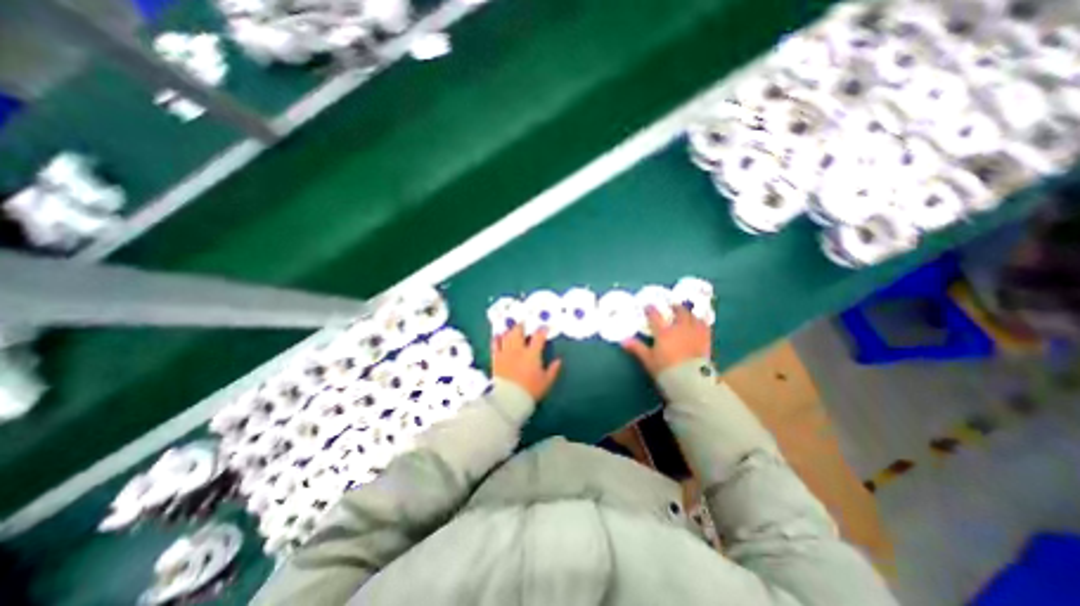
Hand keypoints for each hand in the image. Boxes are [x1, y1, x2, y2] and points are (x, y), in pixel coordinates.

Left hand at [493, 325, 565, 398]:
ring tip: (512, 328)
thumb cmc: (530, 390)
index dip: (542, 331)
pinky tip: (498, 336)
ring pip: (507, 336)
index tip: (544, 327)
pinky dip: (497, 339)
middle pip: (518, 332)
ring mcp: (506, 353)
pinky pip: (495, 345)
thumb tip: (559, 360)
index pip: (538, 337)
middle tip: (523, 323)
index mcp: (532, 354)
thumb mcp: (546, 382)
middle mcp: (518, 350)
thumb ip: (553, 370)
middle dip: (522, 326)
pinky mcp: (496, 359)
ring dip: (510, 331)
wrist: (509, 399)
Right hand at [621, 305, 715, 375]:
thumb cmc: (666, 370)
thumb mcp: (648, 360)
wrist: (690, 380)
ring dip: (689, 313)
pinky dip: (702, 322)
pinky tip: (701, 323)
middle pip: (679, 312)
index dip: (651, 310)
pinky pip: (705, 327)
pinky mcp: (706, 340)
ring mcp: (694, 333)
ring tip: (687, 312)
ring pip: (693, 317)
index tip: (648, 306)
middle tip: (672, 305)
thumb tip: (623, 340)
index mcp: (664, 332)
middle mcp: (679, 328)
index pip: (655, 316)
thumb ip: (637, 348)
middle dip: (675, 307)